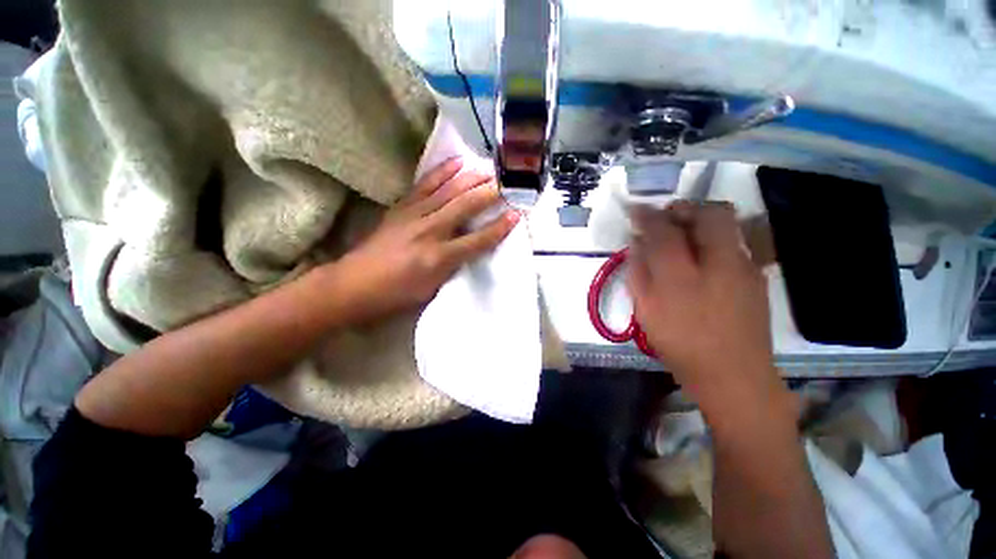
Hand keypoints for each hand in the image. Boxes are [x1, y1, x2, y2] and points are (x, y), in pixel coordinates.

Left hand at [331, 157, 518, 323]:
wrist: (353, 285)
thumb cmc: (396, 295)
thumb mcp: (432, 289)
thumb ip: (453, 267)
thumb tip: (470, 248)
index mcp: (438, 258)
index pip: (477, 241)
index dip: (499, 228)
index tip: (517, 215)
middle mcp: (429, 232)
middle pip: (465, 207)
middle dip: (490, 194)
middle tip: (509, 183)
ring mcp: (413, 216)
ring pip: (448, 191)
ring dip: (471, 179)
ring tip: (489, 169)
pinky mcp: (401, 208)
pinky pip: (425, 185)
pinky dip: (442, 172)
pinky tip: (456, 163)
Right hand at [627, 201, 782, 414]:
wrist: (734, 376)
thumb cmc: (680, 344)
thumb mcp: (646, 310)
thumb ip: (639, 272)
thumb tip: (638, 244)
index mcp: (682, 276)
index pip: (663, 230)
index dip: (647, 215)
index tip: (636, 210)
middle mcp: (718, 263)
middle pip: (709, 212)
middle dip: (684, 207)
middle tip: (666, 217)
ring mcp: (743, 267)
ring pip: (726, 224)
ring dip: (701, 219)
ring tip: (682, 234)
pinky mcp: (755, 276)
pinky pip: (733, 242)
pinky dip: (713, 238)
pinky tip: (702, 259)